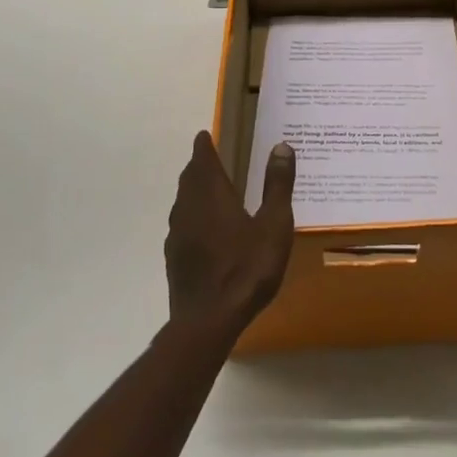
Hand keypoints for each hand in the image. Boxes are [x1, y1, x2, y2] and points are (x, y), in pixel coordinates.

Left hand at [165, 133, 295, 339]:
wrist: (208, 321)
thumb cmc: (246, 269)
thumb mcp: (273, 225)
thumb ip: (277, 185)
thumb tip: (281, 146)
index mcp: (211, 193)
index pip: (202, 158)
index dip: (204, 145)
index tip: (205, 135)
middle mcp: (188, 207)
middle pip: (190, 178)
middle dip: (199, 166)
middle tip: (210, 158)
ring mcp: (177, 234)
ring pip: (183, 201)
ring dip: (194, 191)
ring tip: (209, 191)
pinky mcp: (174, 258)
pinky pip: (182, 225)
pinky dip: (193, 216)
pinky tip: (204, 231)